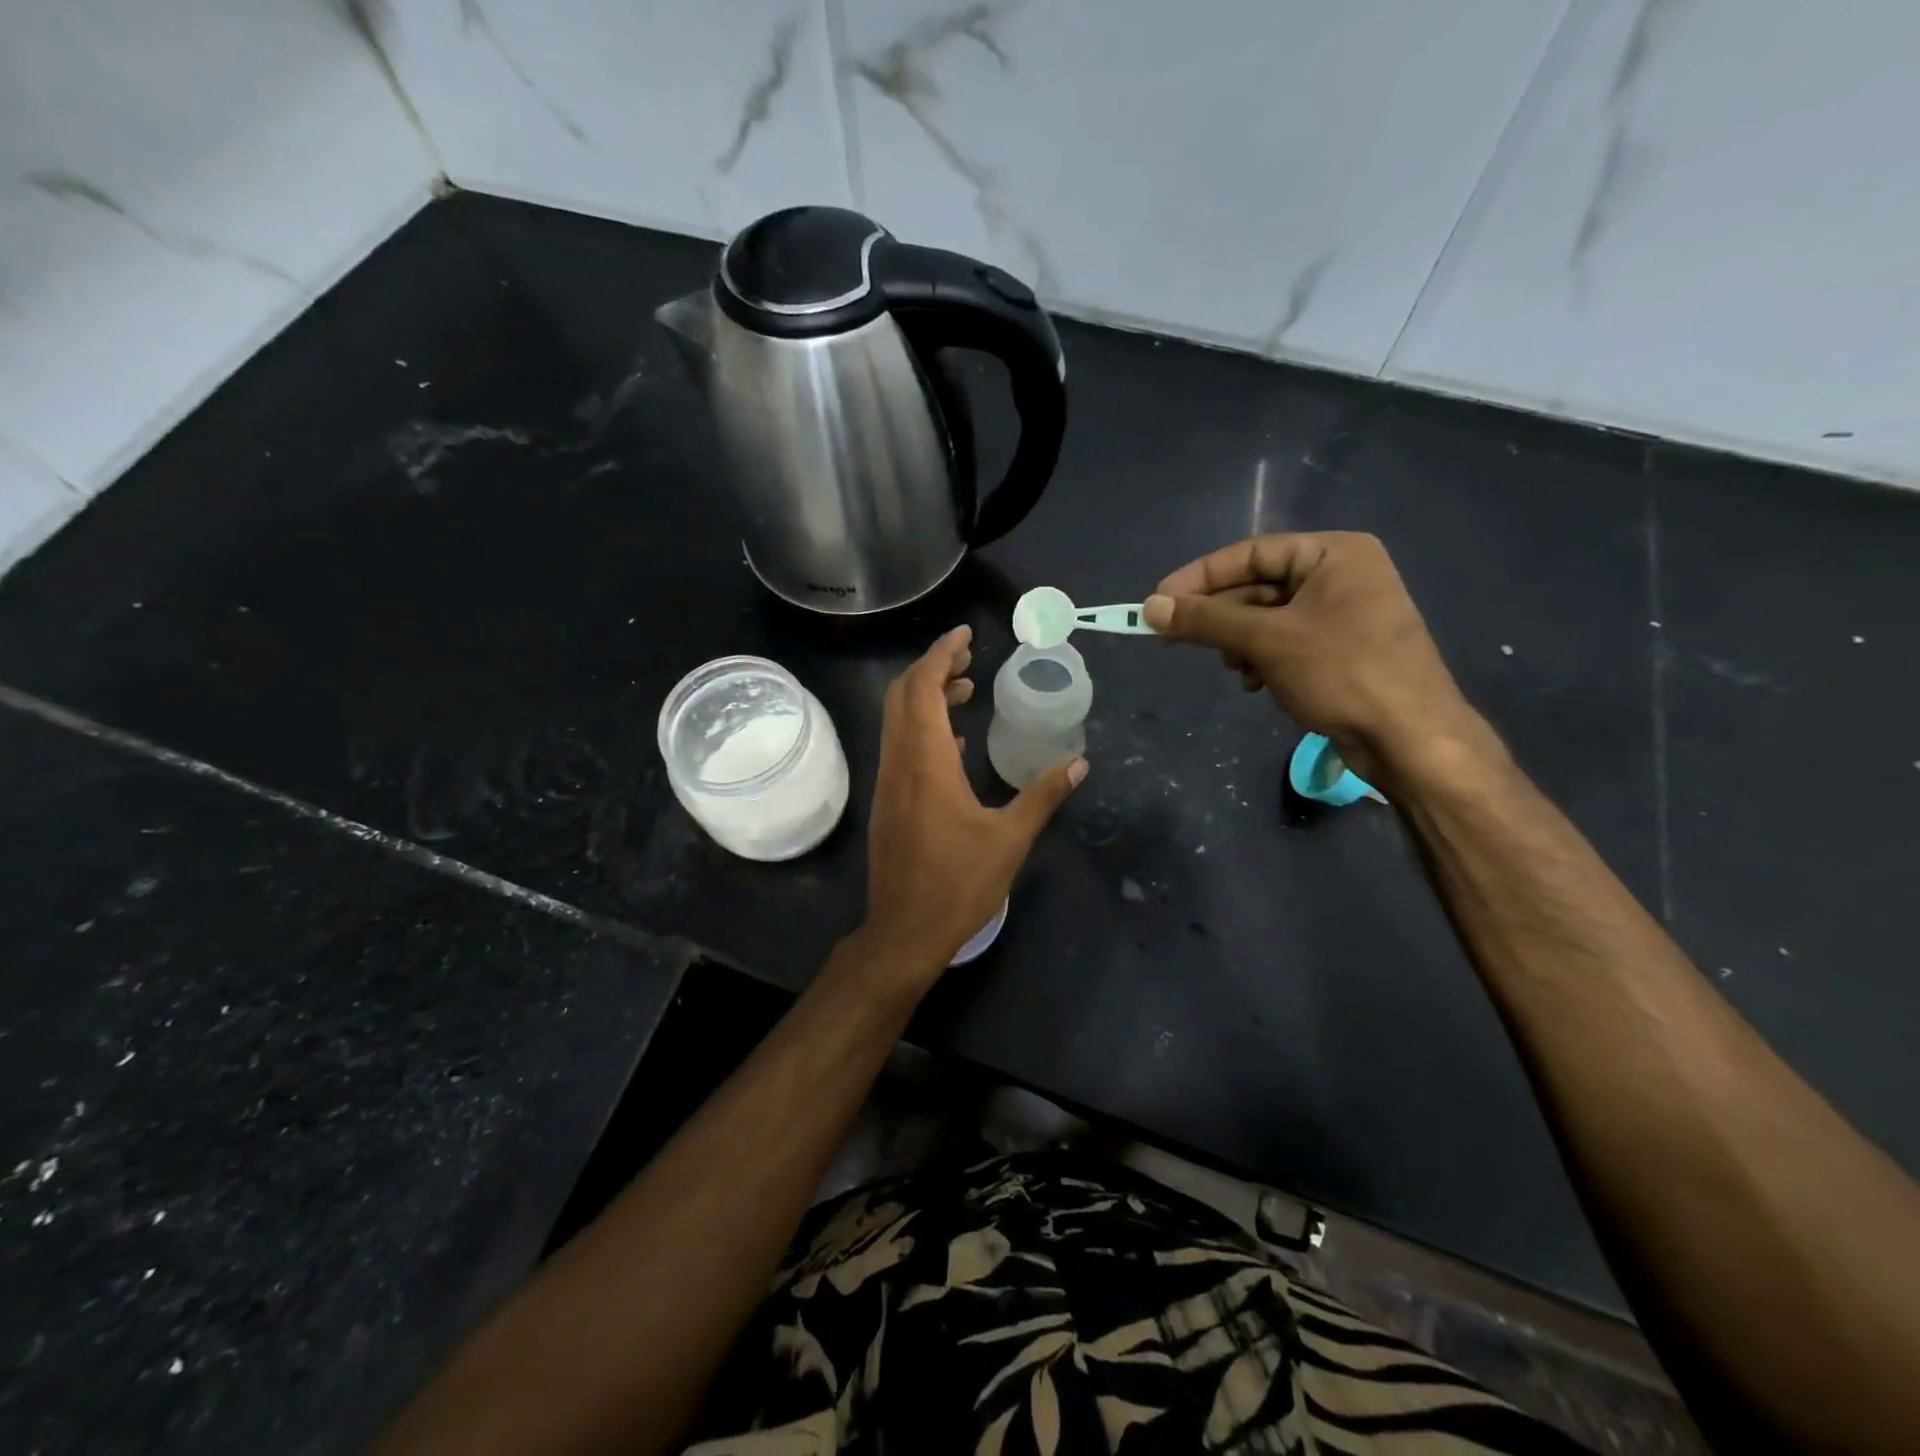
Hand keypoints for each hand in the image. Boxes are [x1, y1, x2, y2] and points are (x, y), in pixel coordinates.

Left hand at [859, 625, 1085, 981]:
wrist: (904, 932)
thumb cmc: (958, 884)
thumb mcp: (1010, 839)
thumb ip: (1043, 795)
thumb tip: (1079, 764)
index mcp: (926, 761)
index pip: (924, 688)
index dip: (942, 654)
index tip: (965, 634)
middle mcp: (899, 762)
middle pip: (903, 695)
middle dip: (933, 668)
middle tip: (970, 658)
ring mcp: (888, 782)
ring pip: (898, 720)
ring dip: (927, 697)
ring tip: (968, 689)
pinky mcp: (888, 802)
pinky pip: (900, 746)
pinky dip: (923, 728)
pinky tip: (955, 742)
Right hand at [1143, 533, 1482, 781]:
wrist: (1410, 738)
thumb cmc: (1342, 673)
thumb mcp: (1266, 641)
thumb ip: (1205, 620)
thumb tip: (1149, 607)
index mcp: (1334, 554)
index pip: (1250, 553)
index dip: (1198, 577)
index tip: (1156, 601)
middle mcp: (1341, 575)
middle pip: (1257, 586)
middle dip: (1219, 617)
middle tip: (1174, 638)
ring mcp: (1344, 614)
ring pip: (1267, 618)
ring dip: (1239, 642)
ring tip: (1232, 668)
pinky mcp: (1341, 649)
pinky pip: (1285, 642)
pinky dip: (1262, 658)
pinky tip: (1255, 683)